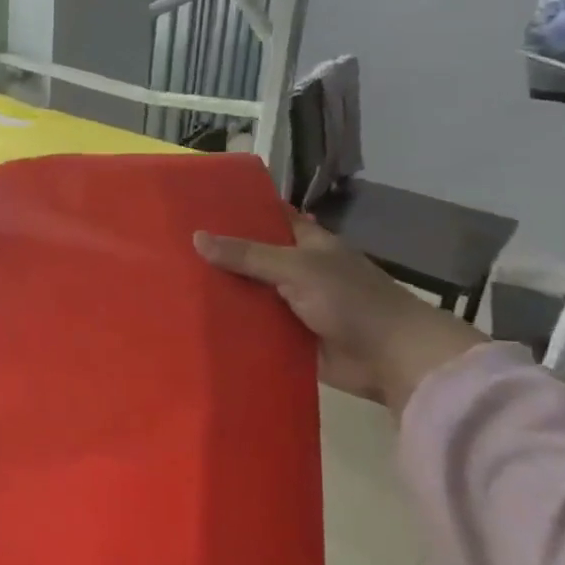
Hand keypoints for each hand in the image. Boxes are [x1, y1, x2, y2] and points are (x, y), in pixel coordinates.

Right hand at [194, 217, 484, 413]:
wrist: (392, 360)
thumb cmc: (352, 300)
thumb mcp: (297, 268)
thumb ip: (248, 255)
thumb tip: (196, 237)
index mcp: (306, 243)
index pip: (268, 217)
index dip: (238, 210)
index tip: (197, 205)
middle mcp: (297, 270)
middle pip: (251, 257)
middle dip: (219, 254)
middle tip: (171, 248)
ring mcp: (292, 304)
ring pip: (248, 293)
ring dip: (221, 292)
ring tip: (172, 283)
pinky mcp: (288, 337)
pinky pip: (253, 326)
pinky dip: (231, 325)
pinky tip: (196, 321)